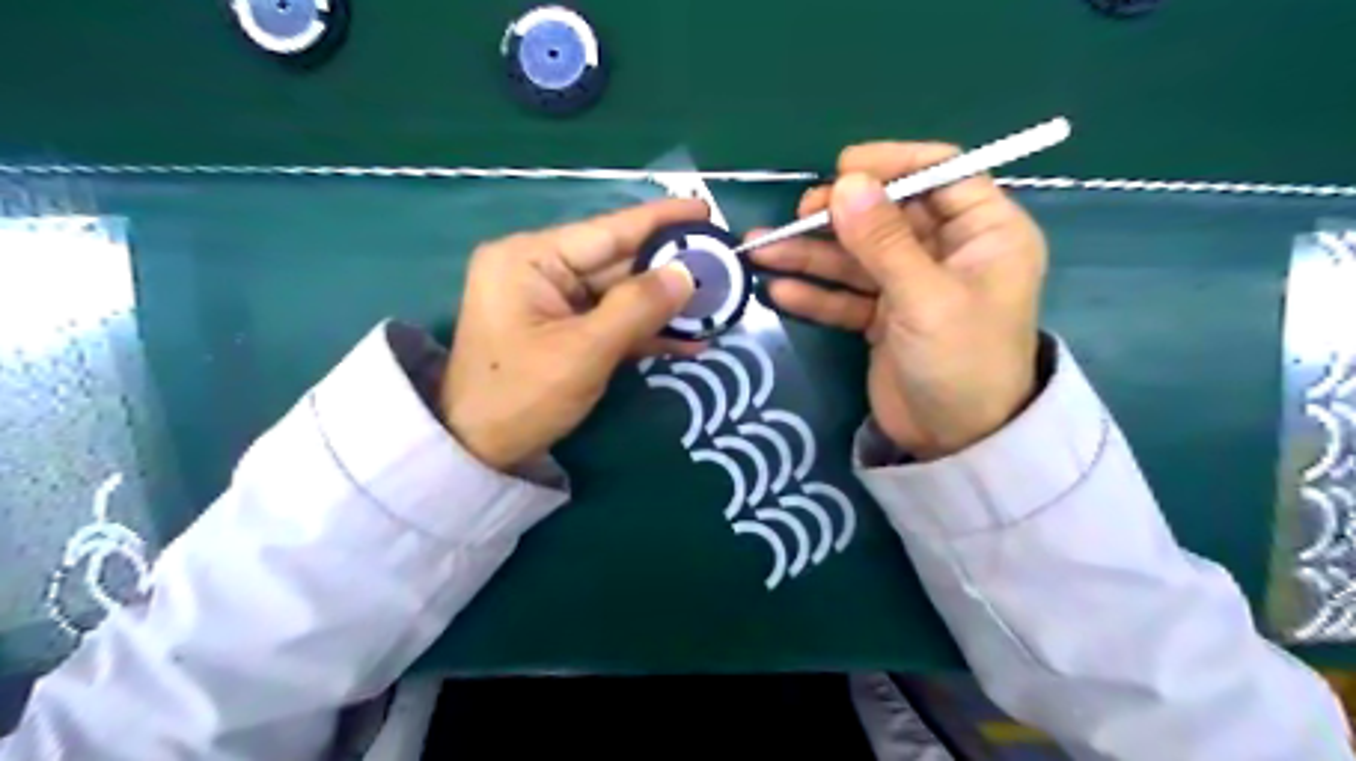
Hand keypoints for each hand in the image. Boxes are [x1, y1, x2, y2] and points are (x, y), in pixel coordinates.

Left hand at [449, 196, 711, 468]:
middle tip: (723, 267)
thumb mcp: (583, 352)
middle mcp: (541, 270)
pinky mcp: (563, 331)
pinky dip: (645, 331)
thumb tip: (688, 274)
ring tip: (716, 306)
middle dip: (669, 270)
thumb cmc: (520, 396)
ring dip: (664, 306)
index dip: (659, 220)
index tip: (704, 208)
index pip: (607, 230)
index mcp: (530, 258)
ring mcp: (553, 302)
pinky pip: (611, 321)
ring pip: (620, 295)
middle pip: (617, 263)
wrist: (478, 452)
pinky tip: (688, 340)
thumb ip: (638, 307)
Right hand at [751, 145, 1045, 459]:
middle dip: (838, 216)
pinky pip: (847, 295)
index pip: (941, 173)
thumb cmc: (960, 362)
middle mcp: (948, 251)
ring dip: (811, 254)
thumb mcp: (925, 298)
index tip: (842, 170)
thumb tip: (845, 183)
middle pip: (887, 215)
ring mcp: (912, 285)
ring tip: (761, 250)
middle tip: (796, 218)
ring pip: (858, 256)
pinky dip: (816, 293)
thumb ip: (884, 241)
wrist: (957, 443)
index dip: (892, 165)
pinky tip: (778, 291)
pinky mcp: (885, 317)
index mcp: (984, 233)